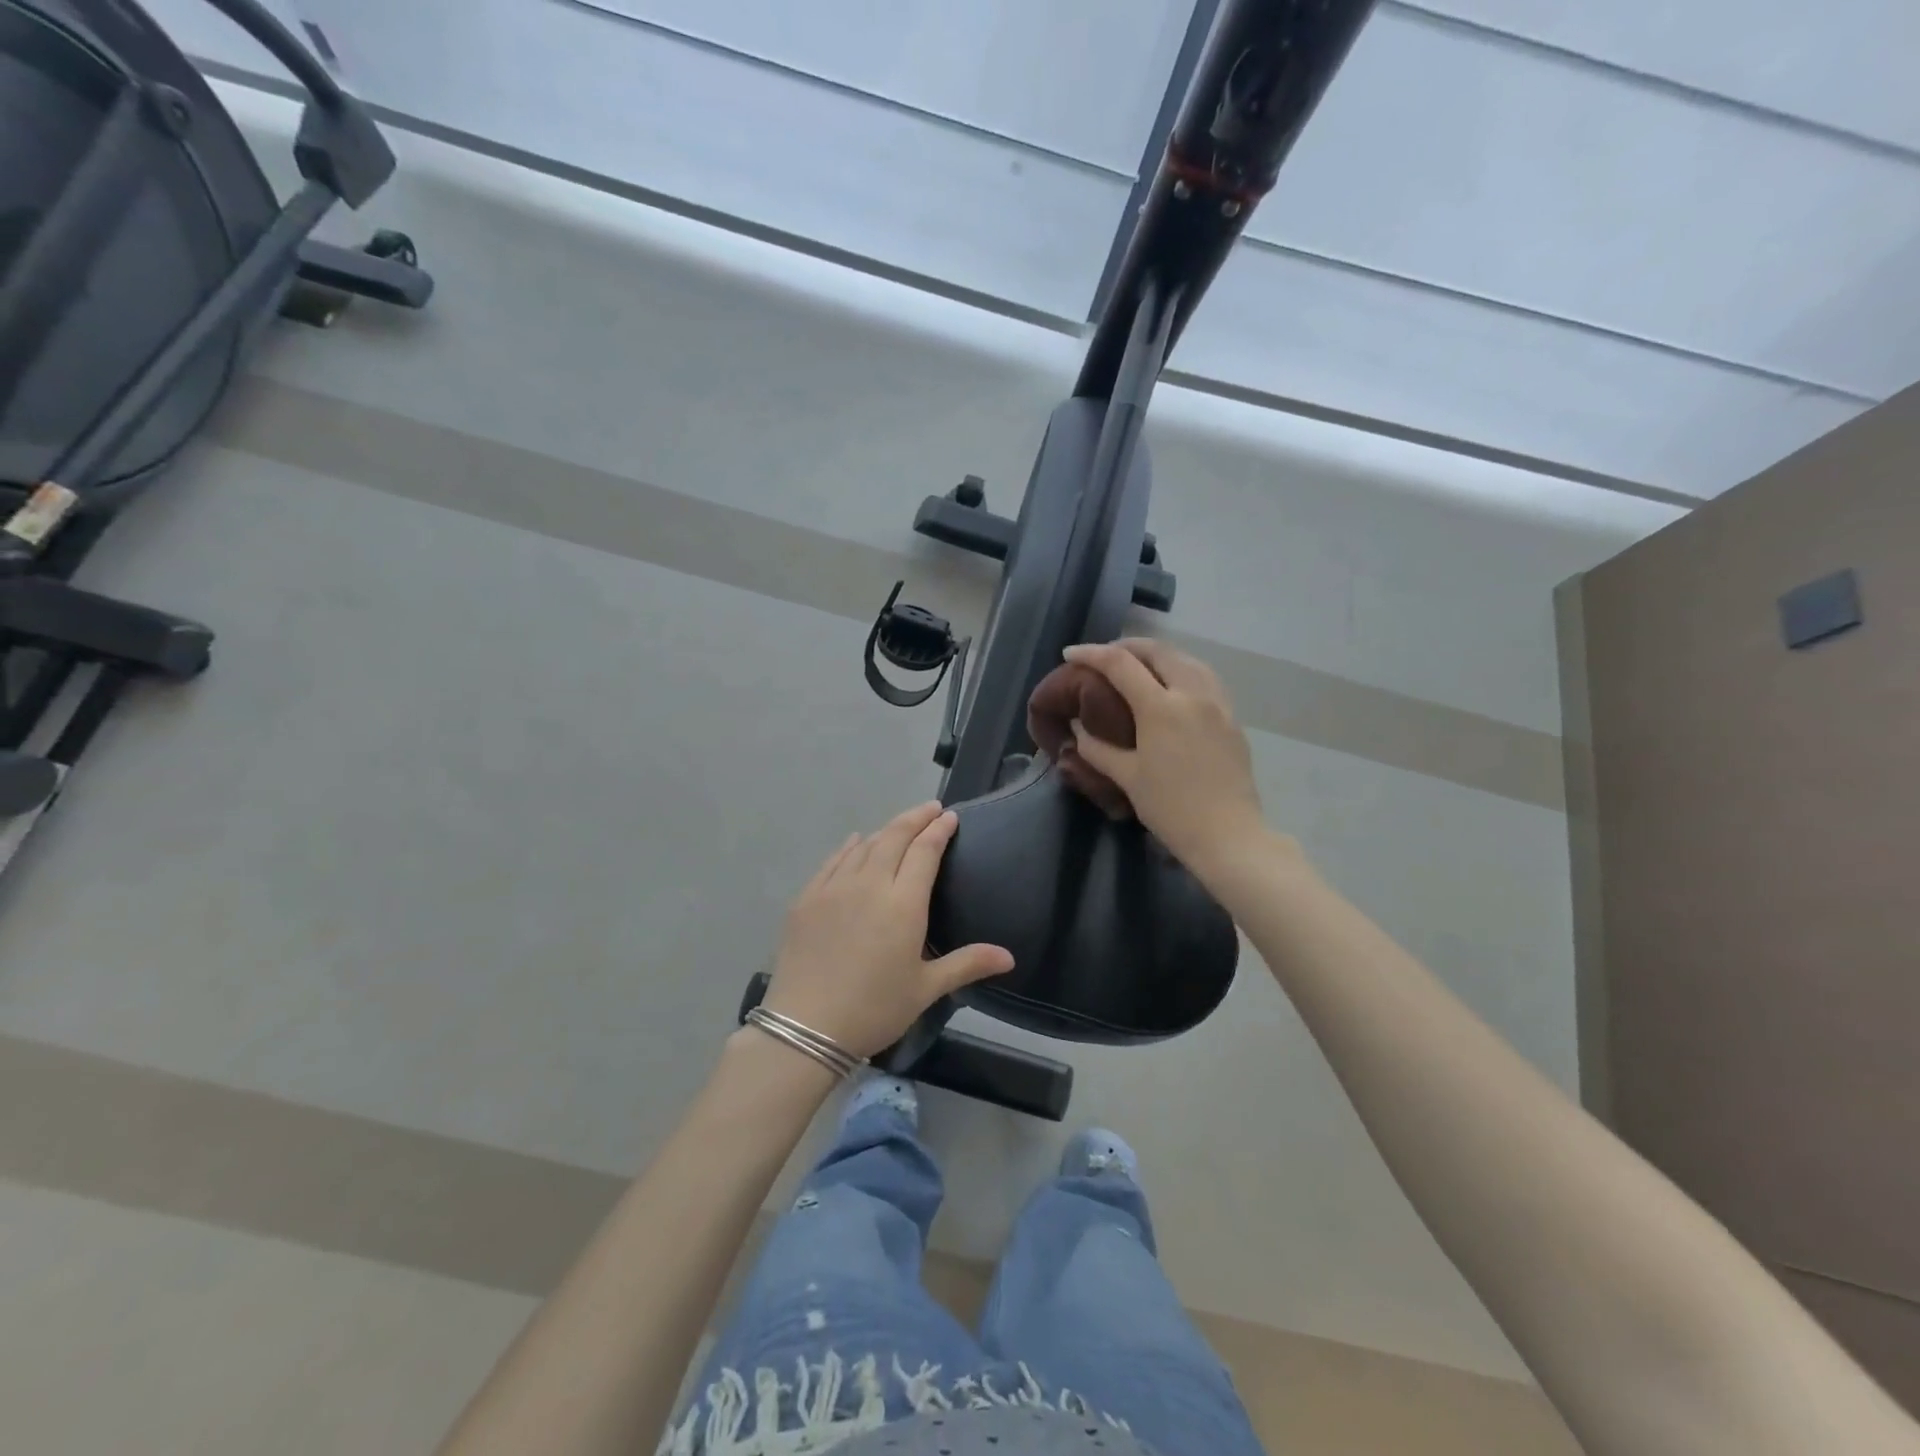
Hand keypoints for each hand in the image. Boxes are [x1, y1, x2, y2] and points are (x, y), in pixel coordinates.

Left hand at [763, 802, 1013, 1057]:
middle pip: (894, 837)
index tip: (949, 816)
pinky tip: (856, 842)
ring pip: (864, 846)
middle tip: (930, 809)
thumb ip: (967, 964)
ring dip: (886, 831)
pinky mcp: (807, 899)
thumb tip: (1009, 956)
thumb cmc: (874, 1009)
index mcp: (903, 904)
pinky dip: (850, 847)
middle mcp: (869, 884)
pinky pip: (833, 861)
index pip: (925, 851)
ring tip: (899, 828)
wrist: (805, 1028)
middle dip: (915, 818)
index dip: (938, 830)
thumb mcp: (925, 989)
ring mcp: (834, 888)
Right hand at [1062, 639, 1264, 873]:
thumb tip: (1079, 730)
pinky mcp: (1232, 718)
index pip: (1120, 664)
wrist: (1228, 835)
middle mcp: (1192, 694)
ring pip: (1186, 659)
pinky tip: (1172, 686)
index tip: (1070, 654)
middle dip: (1127, 646)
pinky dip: (1182, 670)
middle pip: (1158, 651)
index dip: (1092, 654)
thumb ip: (1098, 749)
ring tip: (1138, 667)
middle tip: (1105, 658)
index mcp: (1161, 707)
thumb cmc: (1171, 808)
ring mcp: (1218, 704)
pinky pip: (1205, 677)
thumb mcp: (1127, 777)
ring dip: (1157, 655)